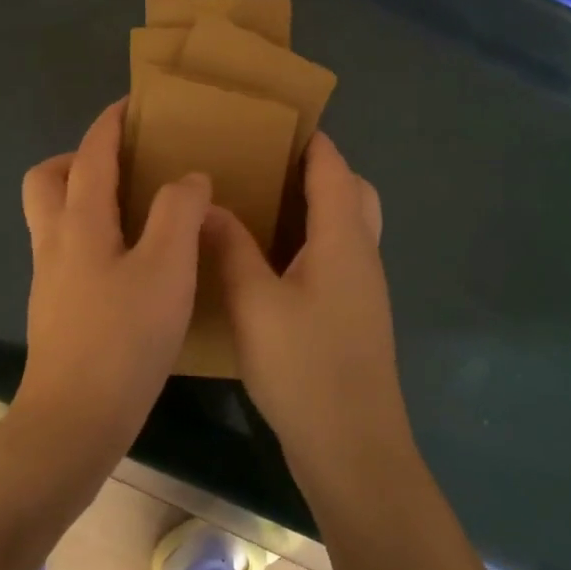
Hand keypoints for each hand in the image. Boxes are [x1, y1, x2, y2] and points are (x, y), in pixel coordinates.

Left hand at [12, 101, 211, 461]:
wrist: (75, 419)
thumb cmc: (124, 338)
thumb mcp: (167, 269)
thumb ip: (179, 213)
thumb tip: (188, 179)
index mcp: (79, 222)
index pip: (90, 154)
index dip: (111, 123)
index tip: (135, 104)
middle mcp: (54, 242)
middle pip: (47, 179)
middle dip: (78, 158)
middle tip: (124, 166)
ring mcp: (48, 277)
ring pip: (52, 216)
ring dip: (82, 197)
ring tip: (134, 210)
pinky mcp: (54, 308)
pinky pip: (66, 250)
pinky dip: (90, 235)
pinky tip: (129, 262)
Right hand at [204, 133, 414, 503]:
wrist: (353, 449)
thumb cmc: (305, 369)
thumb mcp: (254, 304)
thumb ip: (231, 249)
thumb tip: (208, 204)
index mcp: (343, 239)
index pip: (333, 168)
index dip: (308, 138)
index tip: (268, 120)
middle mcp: (360, 254)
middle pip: (351, 191)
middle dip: (315, 169)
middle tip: (262, 166)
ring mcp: (362, 287)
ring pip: (345, 226)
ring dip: (312, 206)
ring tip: (256, 204)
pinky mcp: (352, 314)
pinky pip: (335, 256)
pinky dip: (308, 240)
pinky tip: (264, 260)